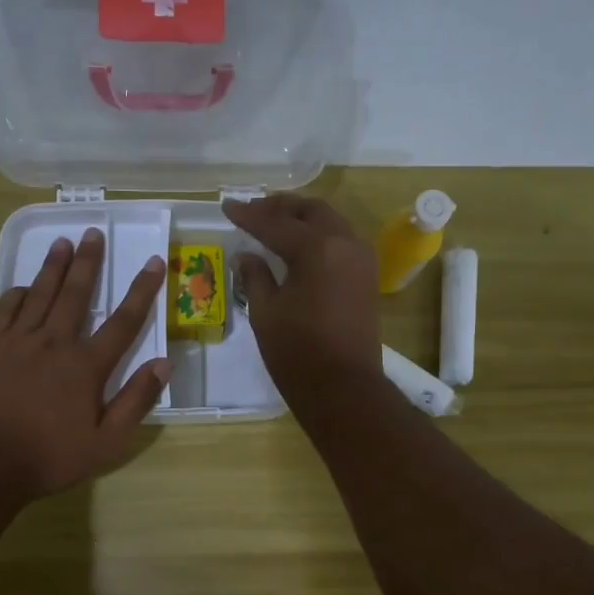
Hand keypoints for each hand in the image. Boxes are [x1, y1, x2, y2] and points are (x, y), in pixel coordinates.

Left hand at [0, 228, 169, 503]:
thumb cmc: (51, 456)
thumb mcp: (107, 442)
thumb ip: (137, 400)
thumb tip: (164, 363)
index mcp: (86, 365)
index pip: (124, 321)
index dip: (142, 290)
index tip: (153, 262)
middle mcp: (54, 342)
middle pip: (76, 293)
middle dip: (89, 262)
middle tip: (94, 232)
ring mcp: (17, 341)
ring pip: (39, 293)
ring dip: (53, 266)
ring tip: (63, 242)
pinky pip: (4, 309)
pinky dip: (16, 293)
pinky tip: (22, 286)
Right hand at [222, 194, 380, 407]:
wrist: (344, 388)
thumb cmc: (298, 352)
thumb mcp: (266, 313)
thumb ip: (255, 276)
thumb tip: (246, 255)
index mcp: (317, 249)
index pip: (276, 223)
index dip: (248, 215)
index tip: (227, 206)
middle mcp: (345, 244)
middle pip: (310, 211)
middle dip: (280, 207)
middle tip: (254, 210)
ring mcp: (361, 259)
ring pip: (330, 222)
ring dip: (302, 217)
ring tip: (275, 222)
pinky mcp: (367, 277)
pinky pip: (342, 240)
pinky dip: (319, 234)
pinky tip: (300, 245)